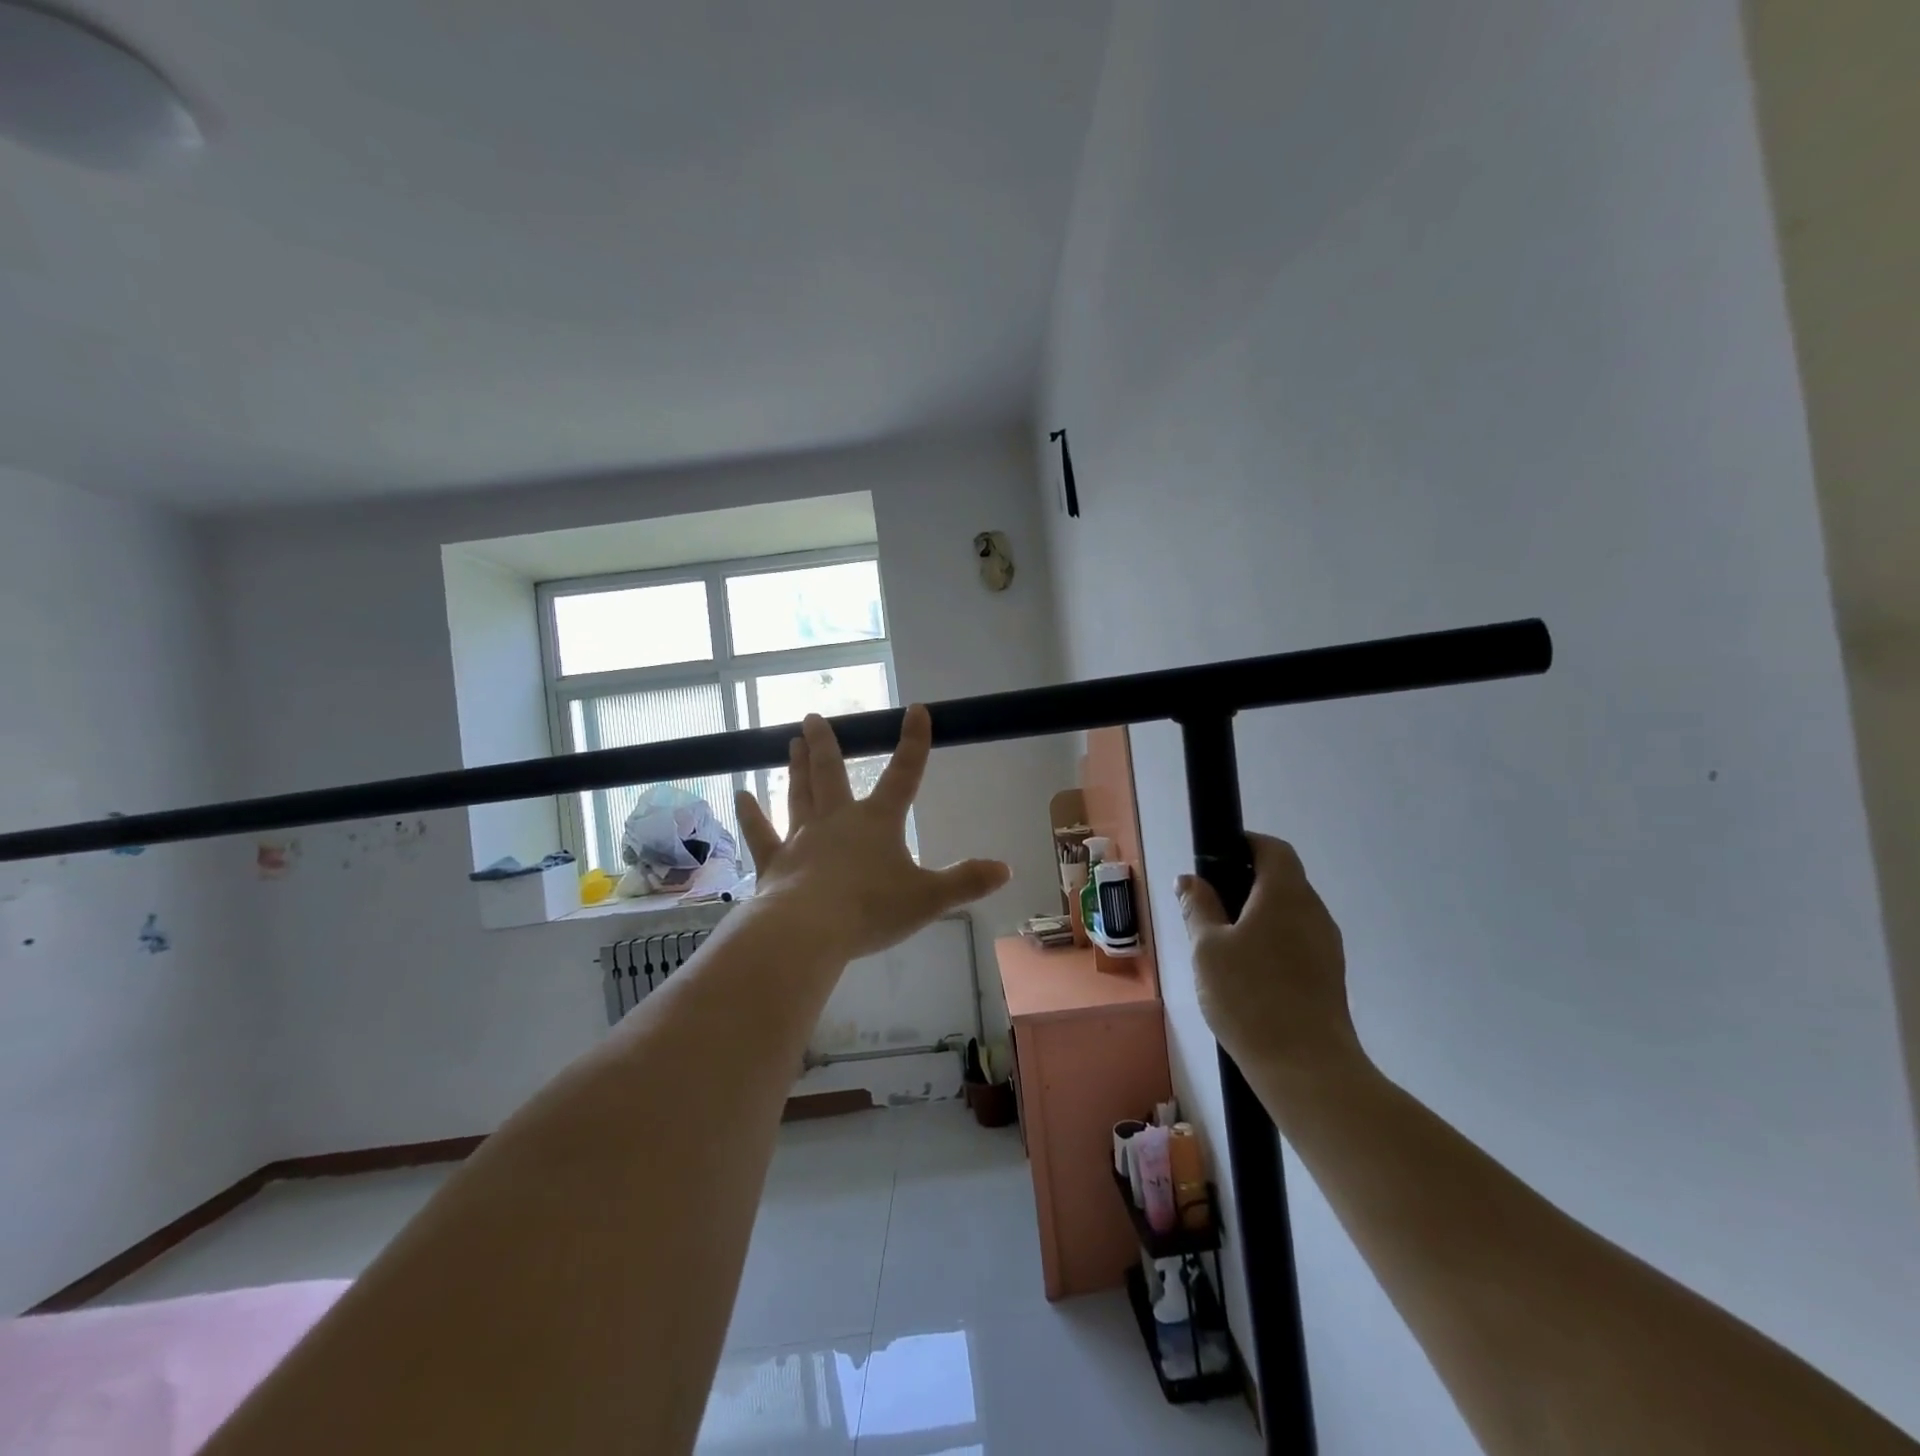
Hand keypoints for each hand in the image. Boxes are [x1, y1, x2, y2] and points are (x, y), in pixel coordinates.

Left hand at [735, 705, 1010, 962]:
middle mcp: (837, 820)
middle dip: (827, 744)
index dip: (914, 742)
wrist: (809, 930)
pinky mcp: (775, 862)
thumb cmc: (871, 910)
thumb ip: (966, 882)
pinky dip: (750, 814)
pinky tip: (740, 795)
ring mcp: (802, 838)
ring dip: (796, 767)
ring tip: (790, 742)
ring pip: (798, 794)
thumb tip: (1006, 870)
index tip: (916, 709)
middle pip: (831, 773)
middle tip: (813, 717)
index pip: (904, 775)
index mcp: (878, 822)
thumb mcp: (929, 899)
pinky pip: (760, 833)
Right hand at [1177, 834, 1363, 1079]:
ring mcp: (1327, 946)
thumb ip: (1198, 907)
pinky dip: (1272, 943)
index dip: (1245, 844)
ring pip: (1289, 914)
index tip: (1215, 858)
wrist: (1306, 1068)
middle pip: (1282, 880)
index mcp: (1285, 894)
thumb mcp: (1207, 948)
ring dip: (1258, 917)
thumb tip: (1189, 880)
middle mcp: (1313, 911)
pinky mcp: (1329, 976)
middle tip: (1208, 907)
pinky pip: (1296, 942)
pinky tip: (1247, 974)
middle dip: (1245, 884)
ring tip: (1223, 945)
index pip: (1273, 848)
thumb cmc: (1249, 996)